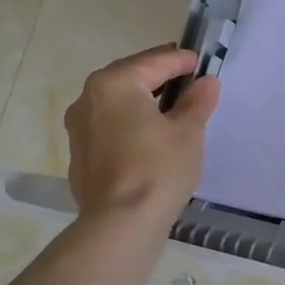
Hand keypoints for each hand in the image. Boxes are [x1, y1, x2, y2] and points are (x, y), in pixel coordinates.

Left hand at [64, 45, 220, 227]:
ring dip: (143, 99)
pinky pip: (109, 125)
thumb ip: (197, 101)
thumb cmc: (158, 168)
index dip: (182, 60)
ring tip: (173, 106)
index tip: (202, 62)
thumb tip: (205, 82)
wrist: (120, 225)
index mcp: (115, 84)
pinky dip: (130, 121)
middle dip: (159, 75)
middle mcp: (88, 98)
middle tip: (188, 77)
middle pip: (130, 77)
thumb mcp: (188, 131)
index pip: (155, 61)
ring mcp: (79, 127)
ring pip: (117, 101)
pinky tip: (150, 134)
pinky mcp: (80, 153)